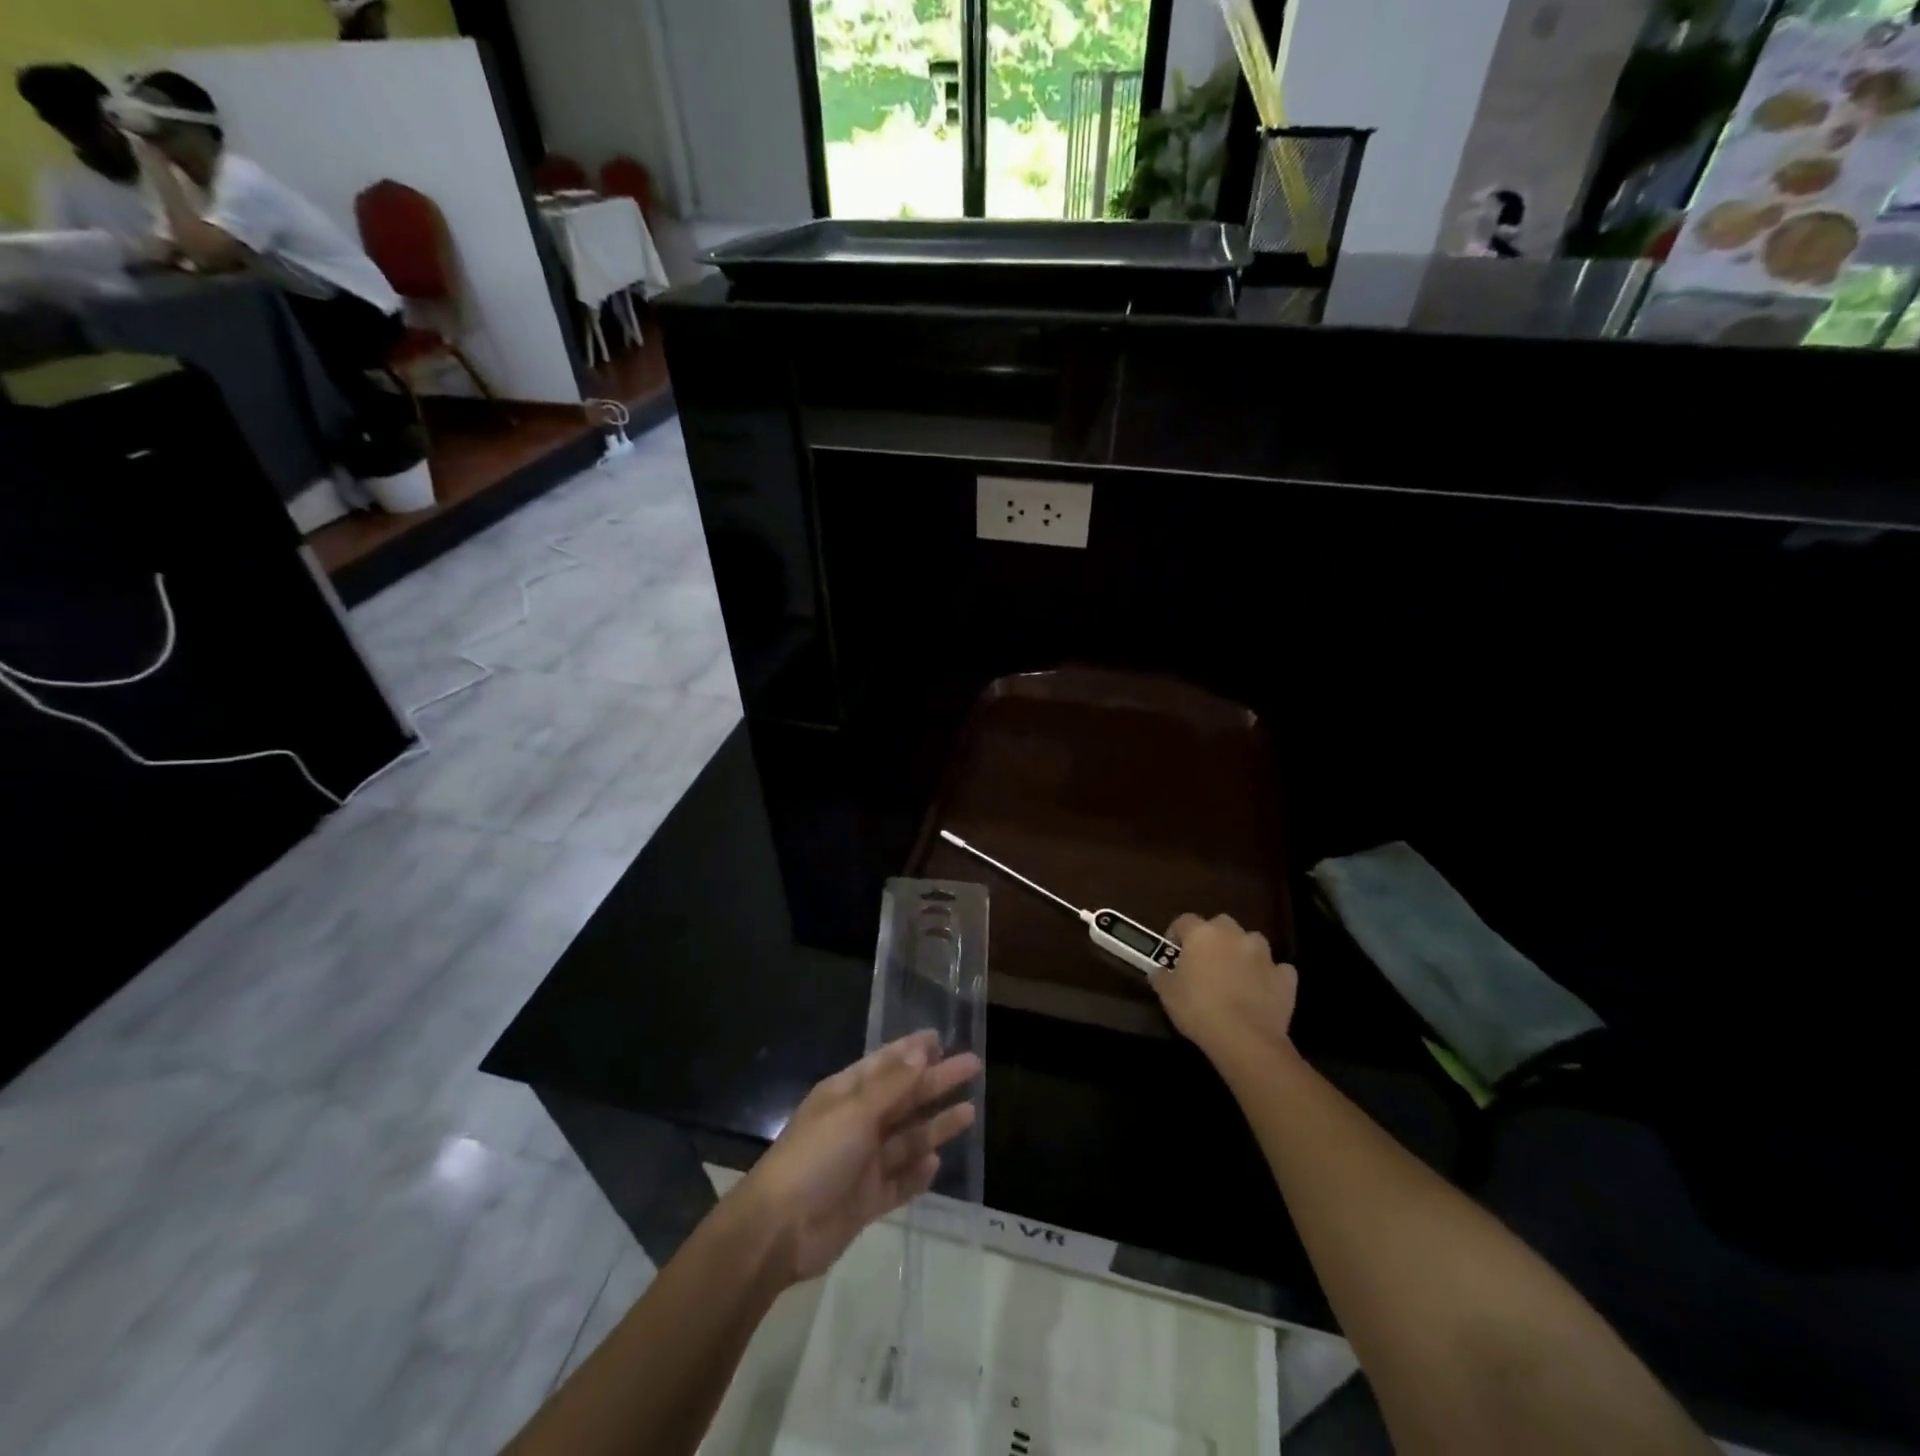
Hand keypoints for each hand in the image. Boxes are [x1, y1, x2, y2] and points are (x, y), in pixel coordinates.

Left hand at [733, 1031, 980, 1284]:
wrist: (779, 1230)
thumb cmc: (815, 1157)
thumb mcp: (855, 1112)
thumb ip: (891, 1085)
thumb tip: (920, 1052)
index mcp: (845, 1094)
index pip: (885, 1064)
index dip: (912, 1050)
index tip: (941, 1038)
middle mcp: (856, 1123)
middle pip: (903, 1098)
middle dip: (935, 1082)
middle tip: (972, 1066)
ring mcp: (862, 1163)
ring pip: (906, 1139)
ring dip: (935, 1126)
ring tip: (970, 1113)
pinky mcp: (867, 1200)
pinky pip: (899, 1182)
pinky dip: (917, 1174)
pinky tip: (936, 1164)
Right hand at [1154, 913, 1298, 1059]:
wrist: (1244, 1039)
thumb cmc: (1198, 1009)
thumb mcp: (1167, 994)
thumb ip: (1161, 976)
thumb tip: (1159, 971)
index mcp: (1201, 934)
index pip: (1184, 920)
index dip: (1177, 933)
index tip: (1173, 951)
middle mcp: (1233, 935)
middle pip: (1221, 924)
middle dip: (1215, 937)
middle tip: (1206, 961)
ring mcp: (1263, 954)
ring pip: (1252, 942)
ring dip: (1244, 953)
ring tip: (1236, 975)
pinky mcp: (1285, 977)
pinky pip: (1277, 969)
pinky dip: (1270, 976)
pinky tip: (1263, 991)